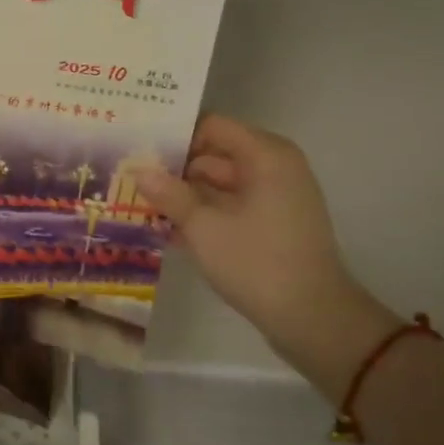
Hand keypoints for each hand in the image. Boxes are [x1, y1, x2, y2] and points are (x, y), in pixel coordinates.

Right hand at [137, 115, 400, 393]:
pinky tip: (168, 229)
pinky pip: (232, 205)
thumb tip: (138, 170)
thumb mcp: (203, 227)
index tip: (138, 151)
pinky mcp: (274, 223)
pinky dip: (205, 213)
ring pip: (221, 183)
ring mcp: (277, 196)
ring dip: (185, 194)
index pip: (212, 127)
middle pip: (215, 154)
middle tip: (131, 181)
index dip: (175, 136)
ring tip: (141, 205)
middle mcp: (275, 167)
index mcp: (265, 155)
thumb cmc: (256, 263)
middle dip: (175, 168)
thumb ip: (169, 194)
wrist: (312, 318)